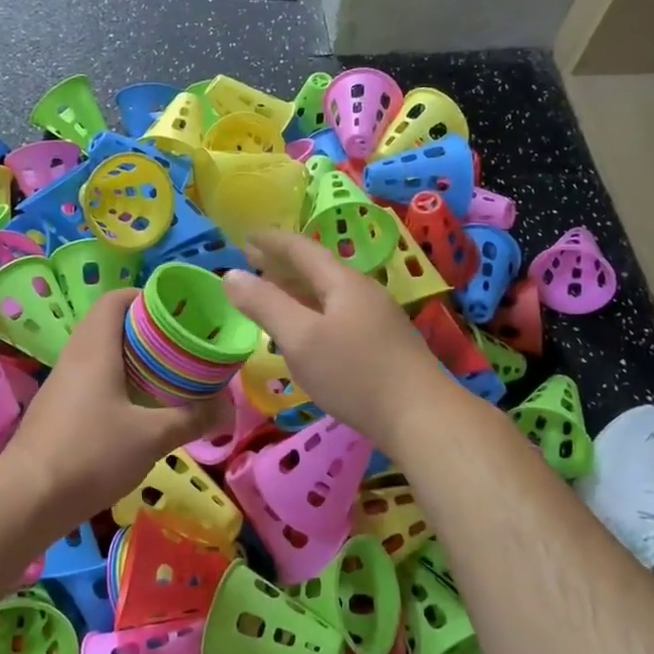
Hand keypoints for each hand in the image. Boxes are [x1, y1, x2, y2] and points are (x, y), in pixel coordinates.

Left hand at [5, 288, 231, 518]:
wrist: (27, 500)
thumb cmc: (91, 454)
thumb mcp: (152, 437)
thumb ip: (192, 418)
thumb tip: (228, 409)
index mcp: (95, 347)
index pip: (115, 299)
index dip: (146, 297)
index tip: (178, 313)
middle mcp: (75, 356)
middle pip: (110, 324)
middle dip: (147, 330)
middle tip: (181, 346)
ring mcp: (61, 384)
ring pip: (100, 354)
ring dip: (132, 359)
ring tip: (167, 375)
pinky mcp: (57, 410)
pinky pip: (91, 380)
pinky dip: (117, 382)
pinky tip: (138, 408)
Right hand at [223, 229, 446, 446]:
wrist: (422, 417)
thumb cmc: (355, 374)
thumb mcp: (300, 339)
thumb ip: (265, 305)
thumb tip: (231, 275)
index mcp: (343, 282)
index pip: (301, 249)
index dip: (271, 241)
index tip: (245, 236)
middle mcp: (364, 291)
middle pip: (318, 268)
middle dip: (283, 264)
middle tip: (253, 263)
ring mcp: (379, 317)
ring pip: (330, 292)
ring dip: (299, 288)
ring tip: (274, 294)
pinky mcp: (385, 343)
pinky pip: (339, 313)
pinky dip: (314, 310)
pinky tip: (308, 330)